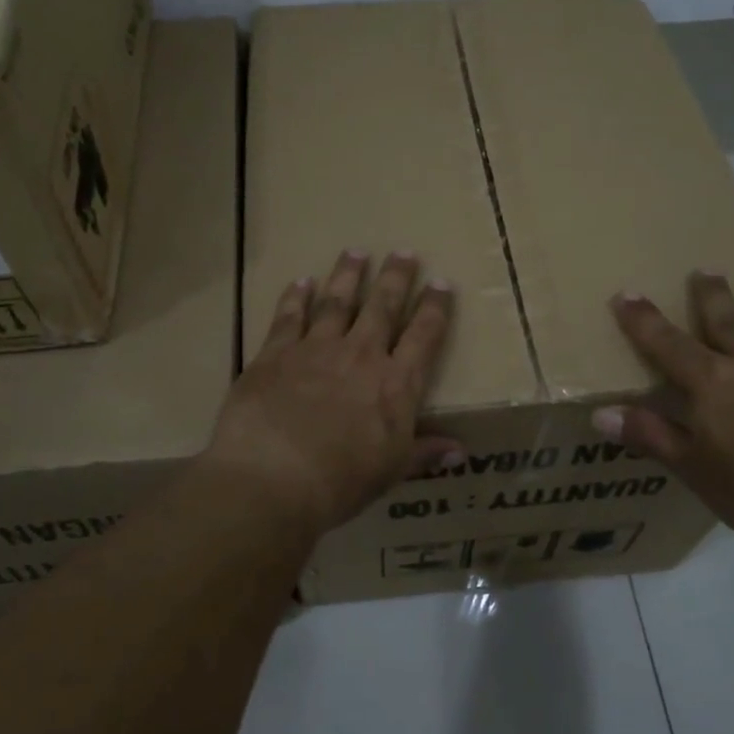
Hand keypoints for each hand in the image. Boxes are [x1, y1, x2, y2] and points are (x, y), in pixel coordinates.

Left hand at [206, 251, 461, 536]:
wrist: (274, 476)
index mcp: (396, 384)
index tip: (441, 283)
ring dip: (348, 275)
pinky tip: (301, 281)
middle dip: (396, 277)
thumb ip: (423, 453)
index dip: (435, 308)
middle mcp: (360, 355)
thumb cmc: (341, 481)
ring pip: (337, 301)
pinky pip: (289, 316)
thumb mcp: (391, 471)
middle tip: (403, 251)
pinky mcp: (275, 353)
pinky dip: (296, 297)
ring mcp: (316, 349)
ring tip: (356, 252)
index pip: (424, 336)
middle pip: (382, 307)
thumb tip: (460, 452)